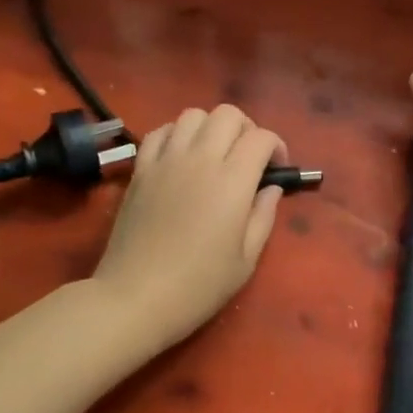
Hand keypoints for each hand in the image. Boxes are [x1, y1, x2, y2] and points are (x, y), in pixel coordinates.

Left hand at [92, 104, 286, 349]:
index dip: (276, 146)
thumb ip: (263, 217)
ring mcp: (166, 160)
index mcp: (232, 180)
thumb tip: (270, 189)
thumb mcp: (246, 260)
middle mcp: (200, 159)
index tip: (277, 170)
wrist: (135, 297)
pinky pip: (160, 132)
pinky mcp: (140, 169)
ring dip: (211, 127)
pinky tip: (181, 157)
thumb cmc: (198, 285)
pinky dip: (176, 134)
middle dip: (247, 129)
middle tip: (248, 159)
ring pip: (193, 115)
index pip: (261, 137)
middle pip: (228, 114)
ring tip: (214, 154)